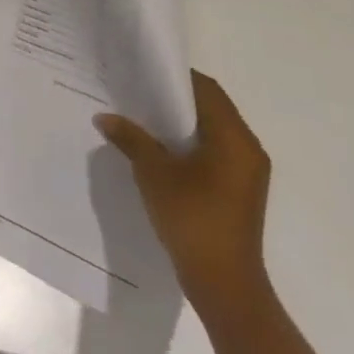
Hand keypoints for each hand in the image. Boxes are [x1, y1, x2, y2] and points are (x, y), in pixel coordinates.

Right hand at [96, 70, 270, 313]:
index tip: (142, 70)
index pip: (207, 90)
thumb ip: (131, 139)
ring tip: (141, 117)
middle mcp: (248, 149)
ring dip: (180, 122)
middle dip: (174, 98)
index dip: (175, 77)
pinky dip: (188, 143)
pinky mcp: (239, 190)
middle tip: (136, 90)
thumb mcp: (154, 173)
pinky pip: (214, 152)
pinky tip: (158, 149)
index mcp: (234, 138)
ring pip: (212, 131)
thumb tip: (105, 117)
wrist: (224, 283)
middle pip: (211, 108)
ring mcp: (246, 172)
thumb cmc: (192, 218)